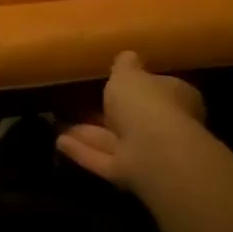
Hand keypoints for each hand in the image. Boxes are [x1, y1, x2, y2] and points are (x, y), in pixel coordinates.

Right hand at [57, 50, 205, 190]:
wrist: (154, 152)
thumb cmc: (145, 102)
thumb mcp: (128, 73)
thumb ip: (125, 65)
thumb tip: (127, 56)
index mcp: (175, 98)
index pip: (158, 88)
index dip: (137, 85)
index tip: (113, 81)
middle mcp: (165, 126)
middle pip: (132, 118)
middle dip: (106, 113)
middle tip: (78, 103)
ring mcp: (147, 154)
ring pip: (113, 140)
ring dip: (87, 133)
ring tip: (57, 123)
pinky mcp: (130, 175)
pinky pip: (102, 159)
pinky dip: (82, 151)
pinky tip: (58, 142)